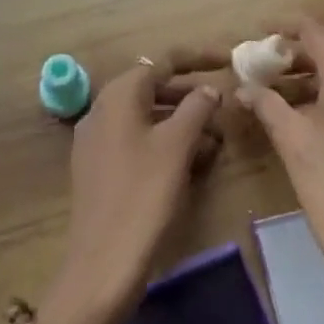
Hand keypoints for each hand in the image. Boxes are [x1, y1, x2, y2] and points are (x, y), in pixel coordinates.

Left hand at [41, 55, 222, 323]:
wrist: (102, 265)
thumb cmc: (143, 195)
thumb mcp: (177, 146)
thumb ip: (196, 108)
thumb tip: (207, 89)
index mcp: (118, 96)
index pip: (161, 62)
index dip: (196, 58)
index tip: (226, 59)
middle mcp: (102, 110)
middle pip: (152, 88)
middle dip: (190, 95)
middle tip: (223, 105)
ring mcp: (97, 141)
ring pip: (147, 117)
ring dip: (181, 121)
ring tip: (217, 139)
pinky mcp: (99, 168)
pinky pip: (137, 141)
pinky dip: (165, 142)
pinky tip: (192, 162)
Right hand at [240, 17, 323, 323]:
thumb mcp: (293, 143)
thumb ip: (267, 105)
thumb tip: (243, 87)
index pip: (317, 32)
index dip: (286, 26)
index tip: (262, 31)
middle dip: (304, 52)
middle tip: (271, 64)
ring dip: (323, 73)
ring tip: (289, 90)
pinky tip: (321, 114)